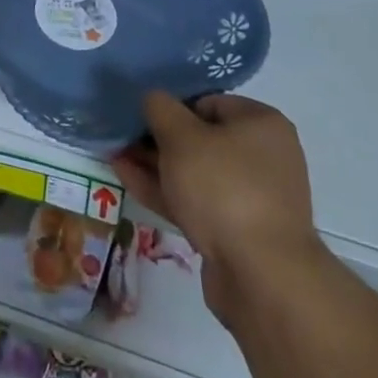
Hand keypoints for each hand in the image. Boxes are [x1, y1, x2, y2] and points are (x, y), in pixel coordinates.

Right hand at [111, 93, 325, 325]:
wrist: (262, 278)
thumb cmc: (224, 188)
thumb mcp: (182, 136)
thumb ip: (160, 108)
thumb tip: (153, 98)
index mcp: (261, 124)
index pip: (208, 102)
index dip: (172, 107)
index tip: (142, 117)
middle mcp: (263, 157)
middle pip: (200, 138)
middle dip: (158, 139)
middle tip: (122, 137)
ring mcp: (251, 197)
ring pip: (194, 172)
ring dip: (156, 165)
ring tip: (115, 156)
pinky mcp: (237, 232)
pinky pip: (196, 201)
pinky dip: (165, 190)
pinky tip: (127, 179)